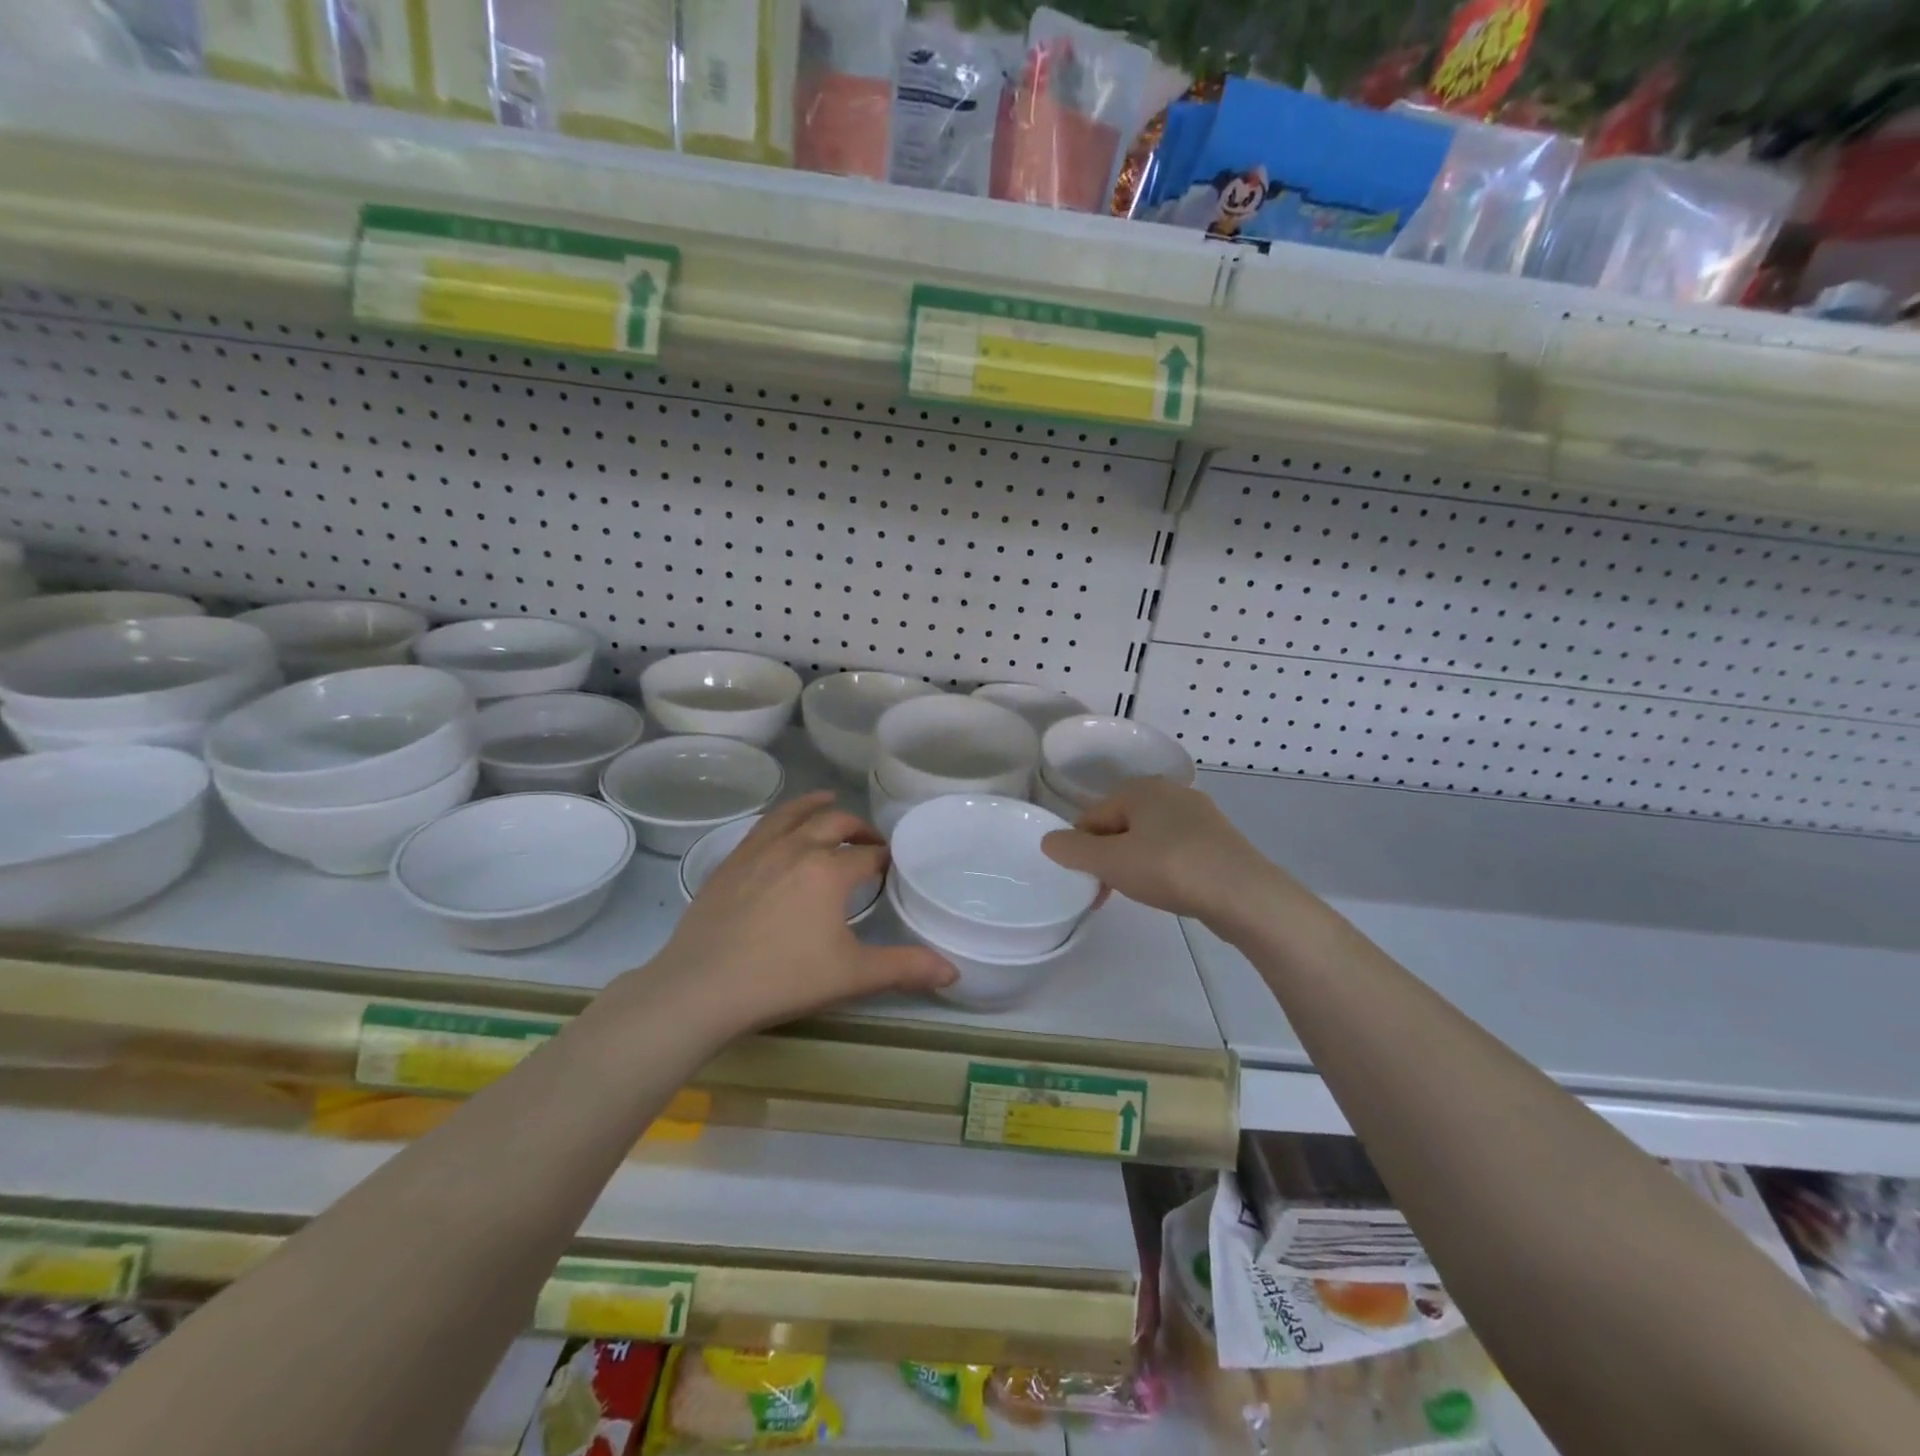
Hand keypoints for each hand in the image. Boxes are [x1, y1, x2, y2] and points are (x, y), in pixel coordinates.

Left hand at [646, 793, 954, 1035]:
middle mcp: (797, 848)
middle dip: (858, 829)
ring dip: (817, 806)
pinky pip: (762, 827)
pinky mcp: (730, 863)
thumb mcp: (852, 976)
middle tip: (870, 842)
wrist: (701, 988)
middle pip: (835, 824)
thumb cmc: (783, 979)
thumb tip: (953, 972)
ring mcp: (759, 852)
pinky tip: (781, 828)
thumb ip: (905, 969)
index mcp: (830, 870)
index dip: (885, 859)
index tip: (893, 867)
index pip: (868, 855)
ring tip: (829, 801)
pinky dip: (781, 817)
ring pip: (794, 814)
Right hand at [1040, 778, 1282, 924]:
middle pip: (1120, 825)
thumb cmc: (1170, 869)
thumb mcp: (1111, 862)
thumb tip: (1049, 841)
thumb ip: (1073, 850)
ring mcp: (1199, 815)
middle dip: (1108, 857)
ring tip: (1139, 893)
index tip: (1087, 884)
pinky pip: (1175, 849)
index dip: (1081, 850)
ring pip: (1148, 838)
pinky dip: (1163, 866)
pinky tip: (1169, 889)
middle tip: (1108, 892)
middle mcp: (1170, 792)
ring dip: (1134, 863)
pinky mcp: (1218, 839)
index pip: (1092, 816)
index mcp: (1141, 788)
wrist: (1244, 894)